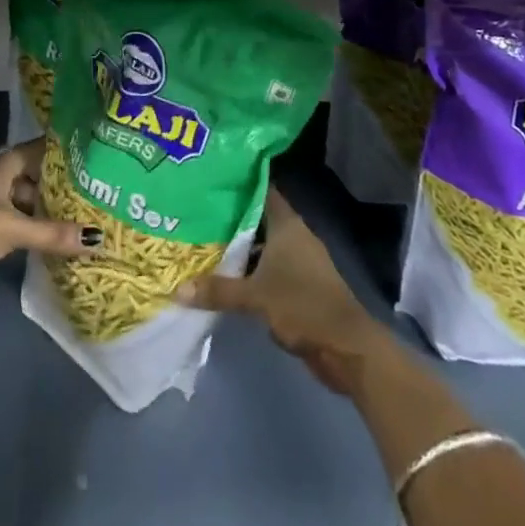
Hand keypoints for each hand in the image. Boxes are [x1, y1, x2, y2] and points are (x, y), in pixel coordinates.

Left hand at [0, 139, 96, 309]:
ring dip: (39, 212)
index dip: (50, 150)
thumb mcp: (14, 227)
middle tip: (84, 189)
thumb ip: (52, 234)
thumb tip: (97, 239)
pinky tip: (46, 243)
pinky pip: (11, 230)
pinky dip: (28, 234)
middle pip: (25, 180)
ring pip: (17, 207)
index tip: (77, 149)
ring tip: (73, 217)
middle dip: (50, 185)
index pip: (28, 152)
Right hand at [175, 188, 383, 393]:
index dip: (240, 183)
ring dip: (241, 247)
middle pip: (259, 218)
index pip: (262, 191)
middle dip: (232, 217)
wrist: (346, 347)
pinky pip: (270, 267)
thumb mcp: (255, 297)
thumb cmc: (302, 306)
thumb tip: (178, 289)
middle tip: (198, 210)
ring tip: (205, 241)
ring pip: (264, 245)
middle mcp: (294, 236)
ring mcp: (300, 261)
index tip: (213, 178)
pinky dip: (251, 269)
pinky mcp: (301, 284)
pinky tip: (227, 275)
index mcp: (287, 225)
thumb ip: (218, 290)